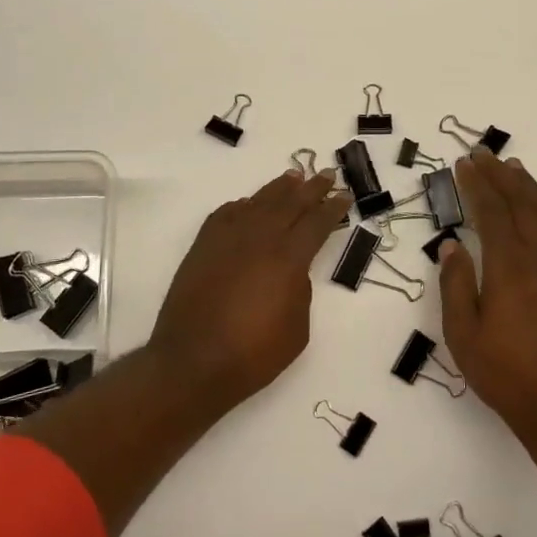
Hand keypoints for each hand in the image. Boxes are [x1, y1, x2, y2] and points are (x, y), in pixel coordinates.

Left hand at [146, 168, 352, 408]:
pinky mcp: (203, 247)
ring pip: (258, 202)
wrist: (193, 362)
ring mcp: (228, 239)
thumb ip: (300, 291)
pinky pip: (225, 215)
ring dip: (278, 188)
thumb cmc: (253, 354)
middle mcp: (260, 238)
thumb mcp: (297, 329)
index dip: (332, 208)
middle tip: (326, 174)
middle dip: (311, 188)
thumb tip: (291, 271)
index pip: (317, 223)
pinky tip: (248, 204)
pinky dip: (241, 206)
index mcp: (288, 258)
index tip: (343, 195)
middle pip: (290, 203)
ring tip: (292, 176)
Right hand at [439, 150, 536, 439]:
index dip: (477, 186)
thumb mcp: (463, 335)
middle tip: (483, 155)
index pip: (491, 214)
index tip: (464, 164)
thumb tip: (451, 246)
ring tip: (516, 167)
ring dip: (531, 189)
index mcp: (508, 269)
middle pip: (521, 206)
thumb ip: (456, 286)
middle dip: (500, 177)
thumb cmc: (505, 374)